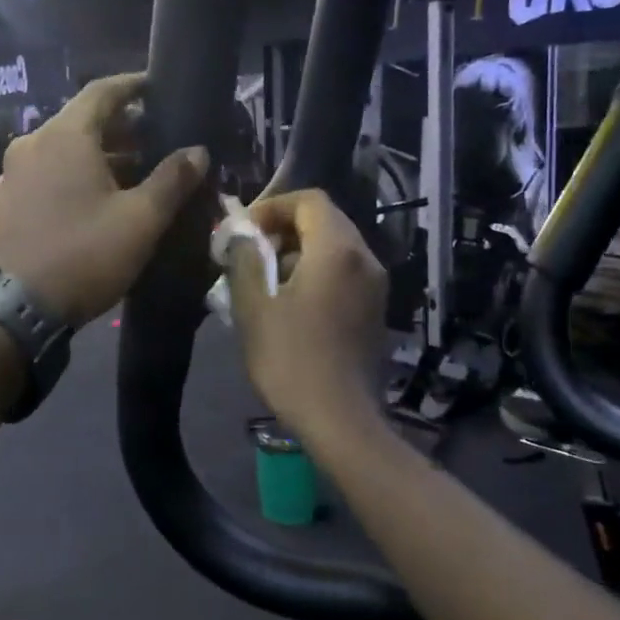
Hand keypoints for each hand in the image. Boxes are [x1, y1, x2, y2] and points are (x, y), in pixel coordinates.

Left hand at [0, 74, 208, 324]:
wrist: (17, 308)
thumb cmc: (84, 253)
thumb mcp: (140, 219)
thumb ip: (172, 180)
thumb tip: (198, 151)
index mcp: (64, 135)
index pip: (102, 91)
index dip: (134, 86)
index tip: (159, 87)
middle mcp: (33, 143)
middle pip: (83, 120)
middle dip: (123, 127)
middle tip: (159, 139)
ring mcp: (15, 172)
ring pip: (65, 149)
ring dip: (102, 154)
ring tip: (137, 173)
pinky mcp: (8, 200)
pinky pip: (49, 172)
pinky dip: (78, 173)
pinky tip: (100, 198)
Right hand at [229, 189, 388, 439]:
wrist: (340, 419)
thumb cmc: (291, 359)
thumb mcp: (254, 307)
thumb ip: (245, 259)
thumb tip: (243, 237)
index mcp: (337, 250)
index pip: (309, 200)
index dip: (273, 206)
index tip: (245, 231)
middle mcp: (365, 259)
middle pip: (324, 222)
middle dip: (283, 230)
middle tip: (251, 254)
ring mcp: (375, 286)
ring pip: (334, 249)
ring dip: (298, 254)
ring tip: (264, 282)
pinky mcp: (375, 310)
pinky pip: (344, 274)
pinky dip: (316, 274)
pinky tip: (290, 306)